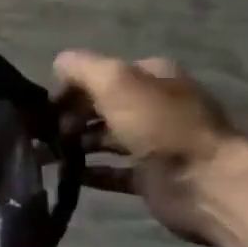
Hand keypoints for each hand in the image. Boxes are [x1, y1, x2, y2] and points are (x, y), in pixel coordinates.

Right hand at [52, 51, 247, 246]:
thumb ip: (82, 68)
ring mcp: (152, 143)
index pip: (101, 74)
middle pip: (100, 107)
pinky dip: (87, 173)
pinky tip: (64, 176)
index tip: (46, 106)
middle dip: (68, 118)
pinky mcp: (148, 177)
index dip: (72, 86)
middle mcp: (153, 106)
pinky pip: (109, 172)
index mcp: (151, 77)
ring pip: (102, 139)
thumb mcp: (114, 80)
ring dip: (73, 146)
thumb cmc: (158, 124)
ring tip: (44, 156)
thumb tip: (57, 65)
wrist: (204, 181)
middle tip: (43, 134)